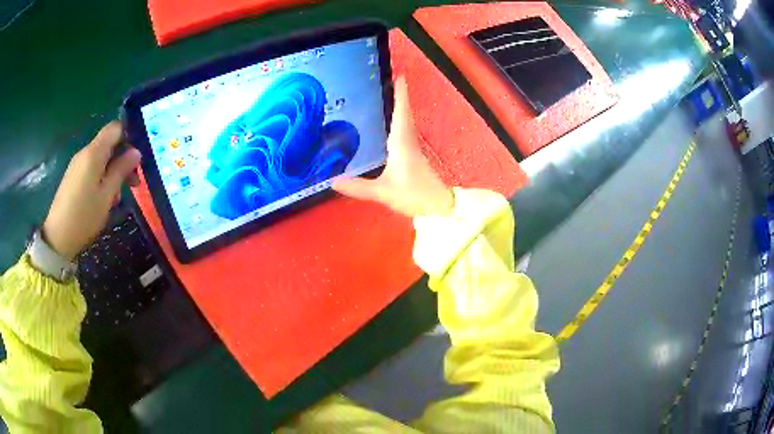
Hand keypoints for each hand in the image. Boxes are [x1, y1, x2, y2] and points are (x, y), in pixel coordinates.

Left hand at [42, 121, 140, 259]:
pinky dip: (102, 177)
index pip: (115, 128)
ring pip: (101, 158)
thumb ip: (121, 170)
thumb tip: (136, 152)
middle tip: (133, 182)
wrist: (58, 237)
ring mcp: (77, 165)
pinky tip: (104, 197)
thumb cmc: (84, 216)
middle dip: (123, 158)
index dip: (128, 136)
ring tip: (118, 196)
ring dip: (113, 170)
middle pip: (108, 143)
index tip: (137, 157)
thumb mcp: (107, 195)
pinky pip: (92, 168)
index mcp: (93, 153)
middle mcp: (85, 153)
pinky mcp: (73, 176)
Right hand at [332, 77, 453, 217]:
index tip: (400, 76)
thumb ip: (358, 187)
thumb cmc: (413, 195)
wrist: (438, 208)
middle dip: (399, 96)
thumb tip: (332, 181)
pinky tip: (393, 125)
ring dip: (401, 107)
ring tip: (391, 95)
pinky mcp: (414, 156)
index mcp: (401, 143)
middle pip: (405, 113)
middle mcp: (408, 141)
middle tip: (393, 80)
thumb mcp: (383, 192)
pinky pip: (406, 131)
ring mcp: (413, 148)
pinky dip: (400, 121)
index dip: (401, 95)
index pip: (401, 112)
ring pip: (406, 121)